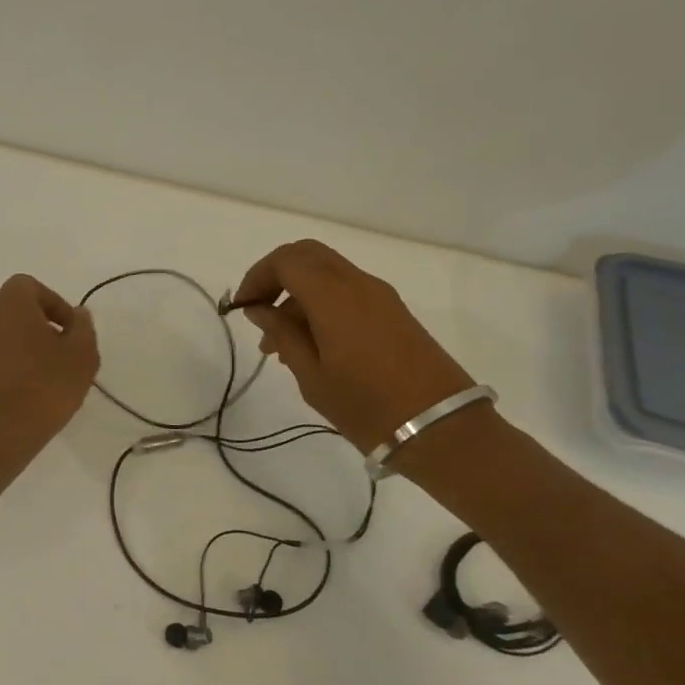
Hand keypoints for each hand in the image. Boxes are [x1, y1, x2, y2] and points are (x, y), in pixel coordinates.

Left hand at [0, 274, 99, 469]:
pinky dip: (12, 368)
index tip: (72, 332)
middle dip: (42, 327)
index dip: (55, 304)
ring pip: (5, 336)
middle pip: (17, 311)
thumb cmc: (41, 388)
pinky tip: (29, 395)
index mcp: (9, 303)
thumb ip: (83, 329)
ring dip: (27, 349)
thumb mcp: (81, 357)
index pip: (31, 287)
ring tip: (50, 379)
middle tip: (65, 355)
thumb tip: (78, 314)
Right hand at [232, 240, 476, 452]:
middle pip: (308, 255)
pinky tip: (311, 345)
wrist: (442, 429)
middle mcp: (358, 284)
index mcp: (334, 296)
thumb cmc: (367, 406)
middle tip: (258, 312)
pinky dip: (321, 304)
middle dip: (276, 276)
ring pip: (327, 273)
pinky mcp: (394, 312)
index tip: (242, 308)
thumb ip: (282, 334)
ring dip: (298, 294)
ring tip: (280, 344)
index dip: (257, 276)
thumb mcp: (312, 375)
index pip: (286, 260)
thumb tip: (259, 309)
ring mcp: (380, 296)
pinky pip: (347, 291)